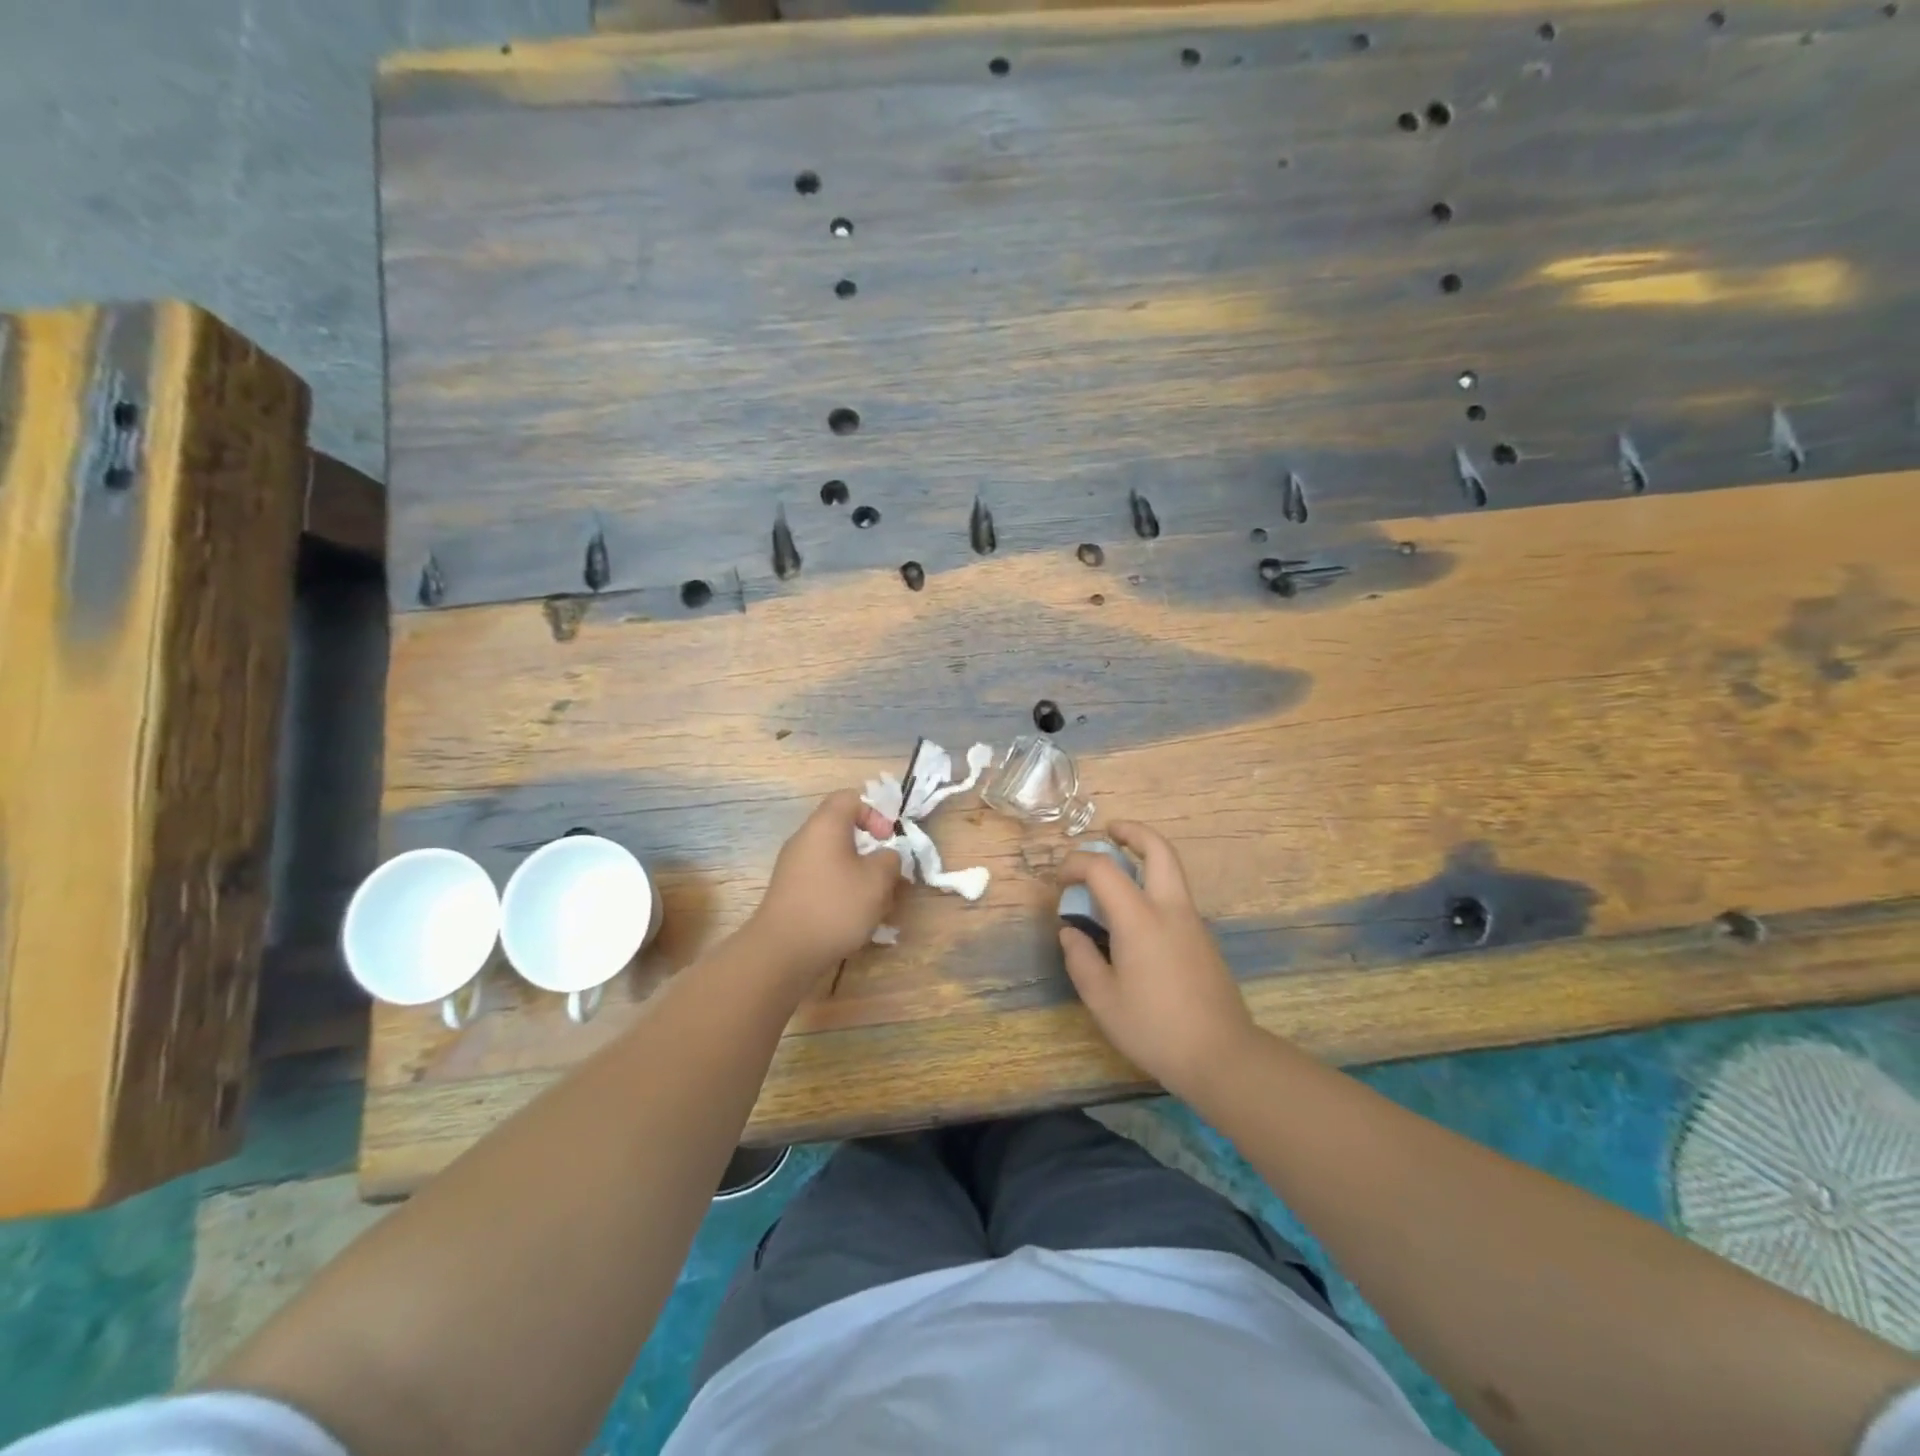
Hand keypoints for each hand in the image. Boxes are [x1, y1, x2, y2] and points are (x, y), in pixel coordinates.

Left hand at [747, 789, 901, 986]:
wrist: (782, 951)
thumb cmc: (834, 906)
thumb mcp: (877, 881)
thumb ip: (890, 860)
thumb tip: (885, 857)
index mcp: (825, 825)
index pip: (850, 798)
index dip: (875, 813)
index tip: (887, 840)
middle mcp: (805, 839)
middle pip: (843, 831)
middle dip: (871, 852)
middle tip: (887, 877)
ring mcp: (794, 867)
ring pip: (836, 860)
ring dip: (860, 877)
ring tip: (876, 905)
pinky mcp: (790, 892)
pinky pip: (823, 880)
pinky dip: (842, 892)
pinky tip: (854, 920)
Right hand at [1057, 822, 1257, 1097]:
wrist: (1222, 1056)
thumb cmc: (1154, 1028)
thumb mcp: (1102, 1000)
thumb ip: (1080, 959)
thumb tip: (1070, 932)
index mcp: (1140, 919)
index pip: (1103, 869)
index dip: (1076, 864)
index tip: (1059, 880)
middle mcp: (1170, 909)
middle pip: (1158, 849)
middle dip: (1132, 832)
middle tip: (1109, 832)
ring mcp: (1192, 922)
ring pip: (1171, 870)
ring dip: (1144, 857)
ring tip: (1116, 871)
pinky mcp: (1203, 939)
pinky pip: (1175, 895)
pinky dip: (1153, 884)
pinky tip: (1134, 915)